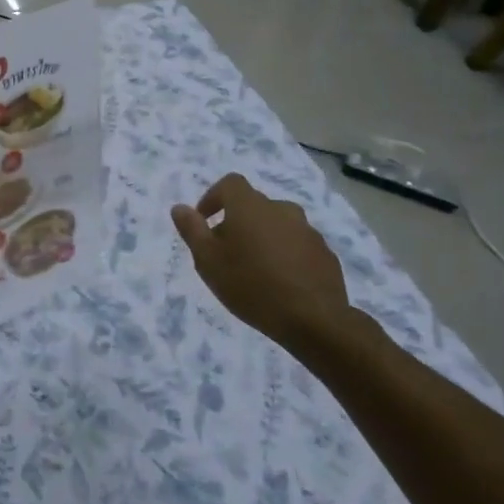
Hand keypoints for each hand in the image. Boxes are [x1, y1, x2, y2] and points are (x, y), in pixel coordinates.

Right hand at [171, 174, 378, 365]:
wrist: (313, 319)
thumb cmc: (250, 285)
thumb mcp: (208, 261)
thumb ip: (192, 230)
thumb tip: (179, 207)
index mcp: (250, 206)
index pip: (230, 184)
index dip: (214, 197)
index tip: (204, 221)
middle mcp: (281, 209)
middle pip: (253, 206)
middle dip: (236, 222)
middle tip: (225, 252)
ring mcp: (307, 231)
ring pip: (277, 225)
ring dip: (262, 237)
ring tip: (254, 269)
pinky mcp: (325, 253)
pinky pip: (297, 245)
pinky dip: (285, 254)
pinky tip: (280, 281)